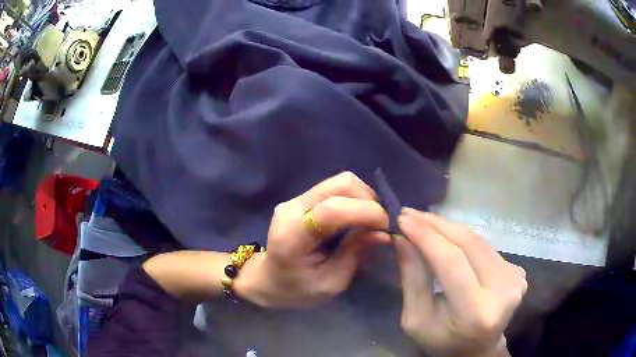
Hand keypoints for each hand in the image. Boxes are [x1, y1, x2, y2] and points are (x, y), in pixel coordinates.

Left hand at [234, 172, 389, 307]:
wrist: (265, 279)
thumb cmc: (295, 289)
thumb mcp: (330, 283)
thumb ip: (355, 254)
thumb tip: (383, 233)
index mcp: (293, 235)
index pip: (332, 209)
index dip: (366, 212)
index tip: (386, 227)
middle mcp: (292, 208)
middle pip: (340, 184)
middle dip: (368, 200)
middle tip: (379, 224)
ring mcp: (295, 199)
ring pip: (340, 182)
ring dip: (363, 198)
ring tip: (369, 222)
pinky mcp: (301, 198)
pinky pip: (334, 188)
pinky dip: (353, 199)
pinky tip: (356, 218)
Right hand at [395, 209, 526, 356]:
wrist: (478, 350)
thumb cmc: (441, 342)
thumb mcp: (416, 320)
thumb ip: (412, 279)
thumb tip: (403, 239)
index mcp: (475, 312)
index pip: (451, 263)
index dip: (427, 237)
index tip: (403, 219)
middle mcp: (502, 291)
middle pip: (468, 244)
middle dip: (436, 225)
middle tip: (410, 214)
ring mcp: (515, 279)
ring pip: (478, 241)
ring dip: (449, 228)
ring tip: (424, 221)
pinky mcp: (518, 272)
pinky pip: (486, 247)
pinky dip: (464, 239)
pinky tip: (447, 237)